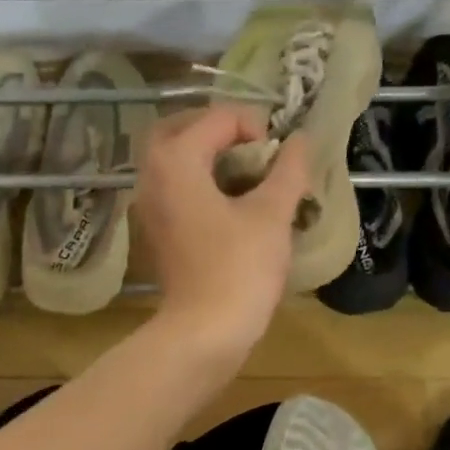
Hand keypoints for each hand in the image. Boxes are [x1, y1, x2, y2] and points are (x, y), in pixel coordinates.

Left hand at [136, 106, 308, 362]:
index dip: (255, 126)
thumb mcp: (271, 214)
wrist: (204, 331)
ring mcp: (149, 206)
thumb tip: (300, 140)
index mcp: (176, 160)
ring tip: (247, 172)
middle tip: (254, 146)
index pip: (217, 118)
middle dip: (219, 130)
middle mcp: (152, 175)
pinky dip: (198, 182)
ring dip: (206, 155)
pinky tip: (230, 202)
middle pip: (180, 130)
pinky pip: (173, 189)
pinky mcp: (156, 232)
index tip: (280, 155)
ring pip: (173, 160)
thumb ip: (288, 170)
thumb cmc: (239, 268)